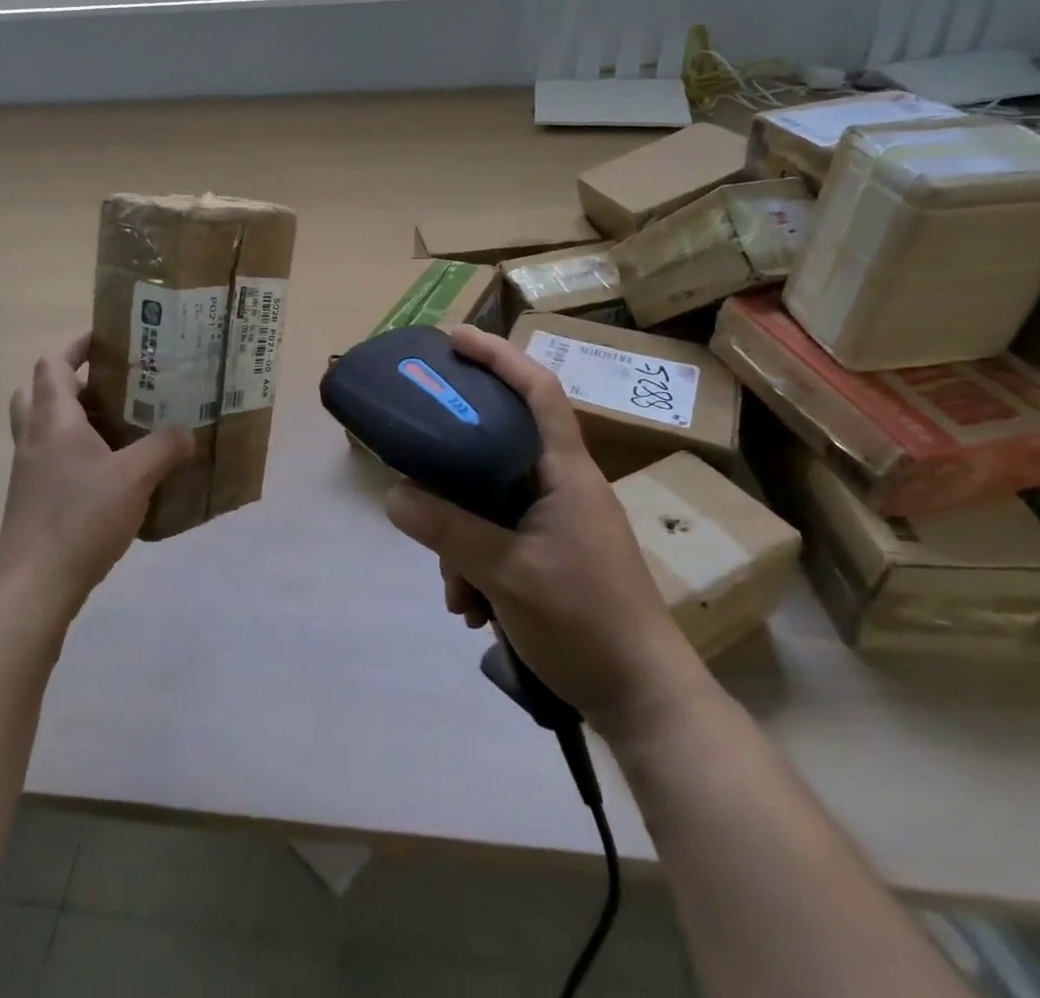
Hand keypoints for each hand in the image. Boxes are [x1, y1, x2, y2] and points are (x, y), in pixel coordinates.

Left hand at [0, 333, 194, 620]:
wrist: (34, 584)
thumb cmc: (80, 518)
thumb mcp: (135, 477)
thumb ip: (165, 448)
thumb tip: (188, 433)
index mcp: (54, 420)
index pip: (54, 363)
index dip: (77, 344)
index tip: (109, 338)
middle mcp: (35, 437)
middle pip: (40, 390)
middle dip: (73, 380)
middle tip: (113, 384)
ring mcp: (30, 470)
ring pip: (46, 426)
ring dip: (77, 417)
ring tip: (121, 423)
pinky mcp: (34, 498)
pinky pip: (54, 458)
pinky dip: (79, 451)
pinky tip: (114, 470)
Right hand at [384, 326, 709, 736]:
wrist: (645, 700)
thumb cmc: (586, 623)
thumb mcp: (507, 573)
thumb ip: (449, 530)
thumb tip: (394, 494)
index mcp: (565, 473)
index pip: (538, 391)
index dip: (498, 356)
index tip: (455, 339)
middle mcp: (563, 486)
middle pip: (499, 446)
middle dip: (454, 469)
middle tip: (416, 465)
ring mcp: (560, 522)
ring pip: (492, 501)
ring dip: (462, 538)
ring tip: (455, 591)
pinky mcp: (554, 555)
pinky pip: (500, 537)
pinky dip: (477, 564)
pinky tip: (471, 608)